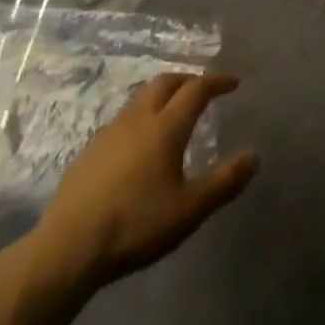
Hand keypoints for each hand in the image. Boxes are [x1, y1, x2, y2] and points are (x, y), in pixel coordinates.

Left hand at [34, 72, 257, 289]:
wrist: (70, 244)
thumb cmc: (136, 224)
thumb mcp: (189, 209)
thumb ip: (224, 181)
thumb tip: (254, 155)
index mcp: (165, 127)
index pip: (196, 89)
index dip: (217, 82)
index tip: (233, 82)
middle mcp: (138, 118)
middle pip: (166, 82)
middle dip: (189, 79)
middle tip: (205, 90)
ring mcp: (111, 131)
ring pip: (142, 97)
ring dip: (164, 94)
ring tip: (176, 111)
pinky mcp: (92, 148)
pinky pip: (125, 116)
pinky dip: (144, 113)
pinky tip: (143, 141)